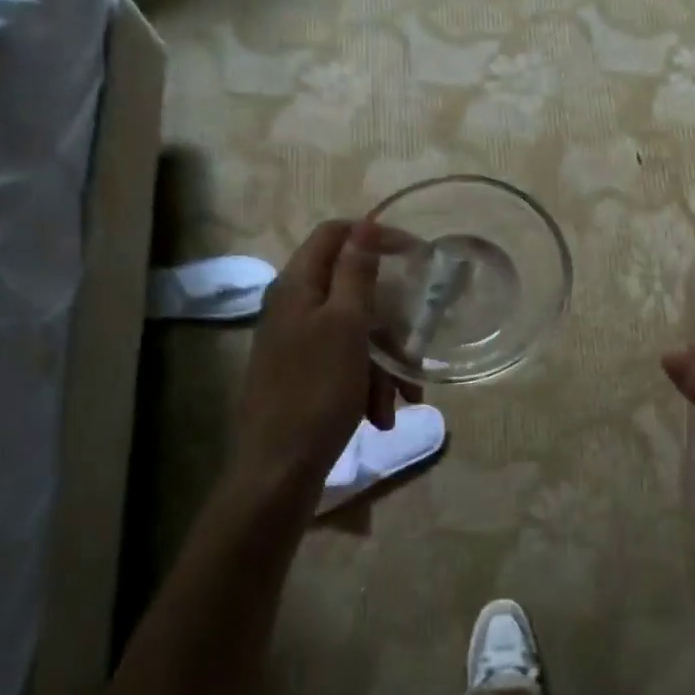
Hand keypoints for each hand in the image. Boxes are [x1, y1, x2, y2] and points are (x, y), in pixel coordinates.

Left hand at [232, 219, 419, 503]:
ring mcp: (298, 343)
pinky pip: (347, 363)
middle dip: (390, 319)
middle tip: (415, 342)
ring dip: (385, 362)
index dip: (375, 235)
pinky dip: (368, 384)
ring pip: (357, 332)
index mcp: (298, 287)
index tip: (416, 254)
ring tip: (401, 398)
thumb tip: (365, 224)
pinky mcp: (305, 375)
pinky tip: (380, 415)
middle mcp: (294, 308)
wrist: (278, 470)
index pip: (335, 234)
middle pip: (354, 289)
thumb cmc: (316, 391)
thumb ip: (357, 273)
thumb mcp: (346, 326)